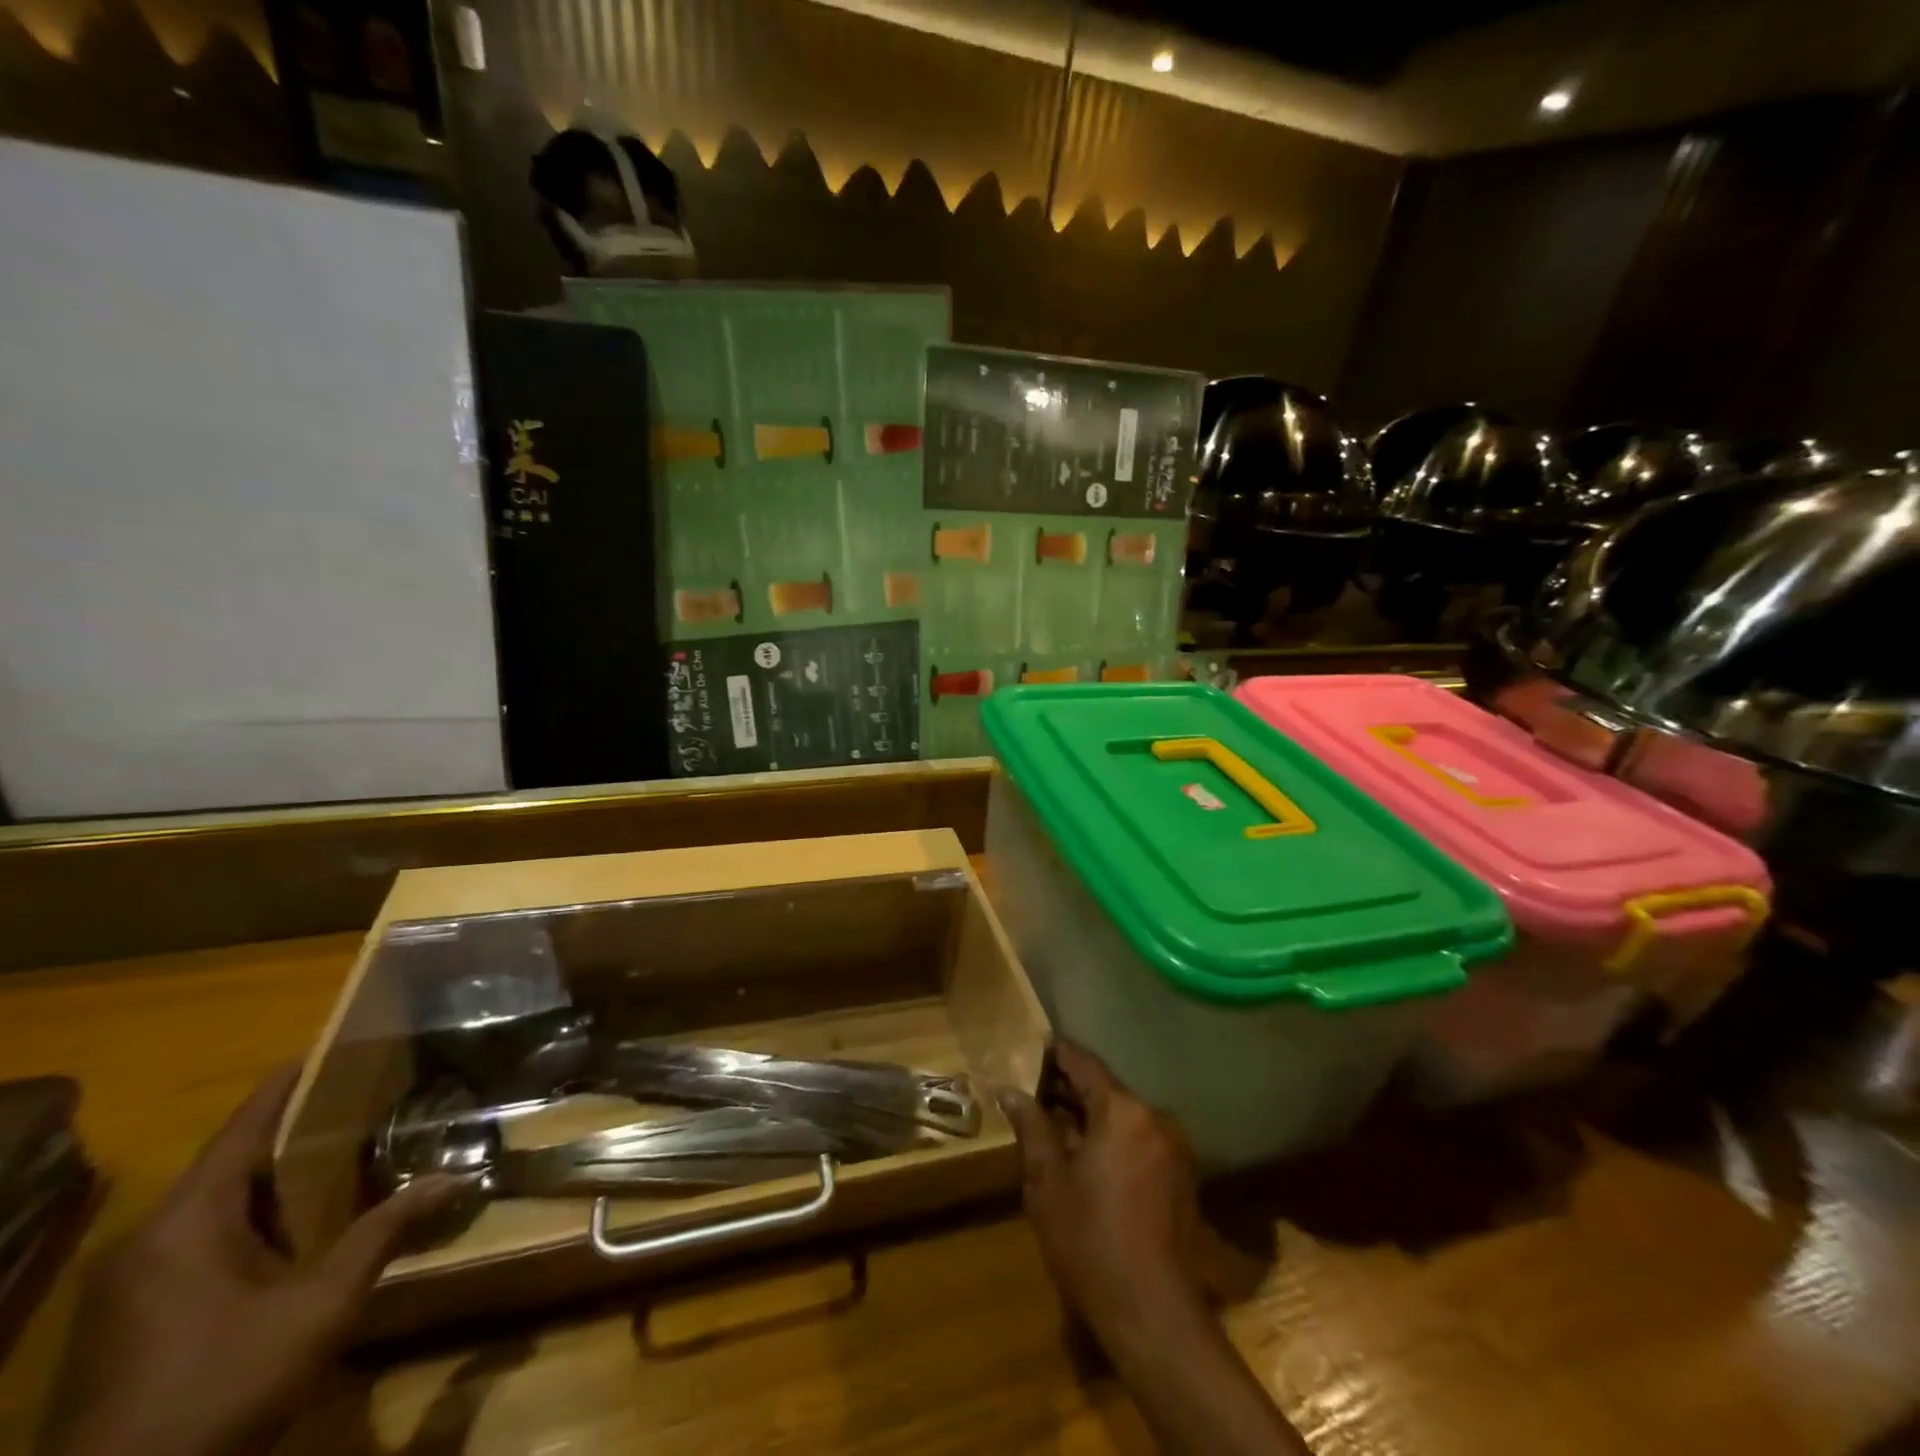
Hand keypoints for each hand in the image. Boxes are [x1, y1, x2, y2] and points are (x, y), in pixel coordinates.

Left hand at [38, 1068, 457, 1455]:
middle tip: (358, 1102)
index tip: (327, 1049)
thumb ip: (384, 1233)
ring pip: (212, 1208)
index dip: (285, 1086)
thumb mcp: (320, 1307)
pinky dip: (248, 1221)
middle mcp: (147, 1242)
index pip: (242, 1129)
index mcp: (184, 1224)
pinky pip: (195, 1244)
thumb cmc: (224, 1384)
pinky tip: (293, 1231)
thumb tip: (456, 1176)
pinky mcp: (126, 1322)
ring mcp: (128, 1286)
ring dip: (272, 1182)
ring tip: (338, 1156)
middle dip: (292, 1133)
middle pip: (228, 1164)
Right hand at [998, 1042, 1203, 1335]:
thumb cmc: (1090, 1241)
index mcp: (1123, 1110)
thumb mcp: (1047, 1181)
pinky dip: (1113, 1139)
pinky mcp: (1181, 1176)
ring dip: (1091, 1116)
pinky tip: (1087, 1158)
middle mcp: (1155, 1117)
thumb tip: (1009, 1091)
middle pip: (1106, 1089)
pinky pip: (1139, 1140)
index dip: (1056, 1053)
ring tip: (1054, 1124)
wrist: (1153, 1314)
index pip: (1084, 1063)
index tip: (1031, 1049)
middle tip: (1033, 1090)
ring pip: (1123, 1116)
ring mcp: (1173, 1147)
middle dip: (1070, 1088)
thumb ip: (1031, 1127)